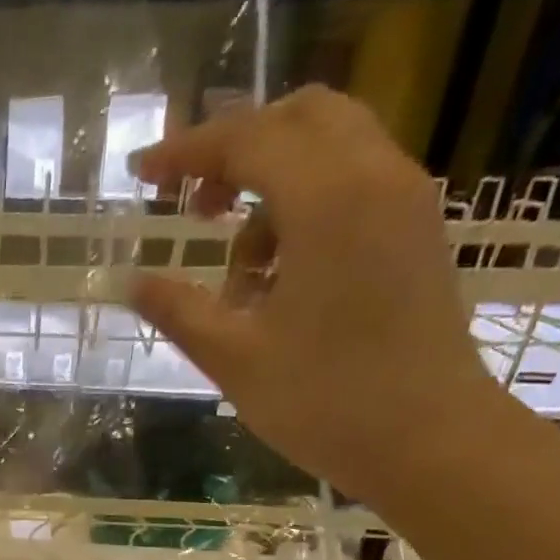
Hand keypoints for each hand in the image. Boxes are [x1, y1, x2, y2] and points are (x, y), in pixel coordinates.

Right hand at [127, 86, 522, 508]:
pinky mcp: (416, 234)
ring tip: (238, 269)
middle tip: (193, 206)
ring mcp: (406, 202)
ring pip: (332, 149)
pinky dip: (307, 207)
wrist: (429, 441)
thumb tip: (130, 281)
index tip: (142, 174)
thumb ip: (178, 310)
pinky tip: (280, 278)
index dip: (186, 151)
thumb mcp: (234, 358)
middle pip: (300, 117)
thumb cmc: (325, 400)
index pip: (247, 140)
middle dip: (237, 149)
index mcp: (328, 200)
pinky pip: (355, 186)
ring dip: (272, 185)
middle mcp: (376, 178)